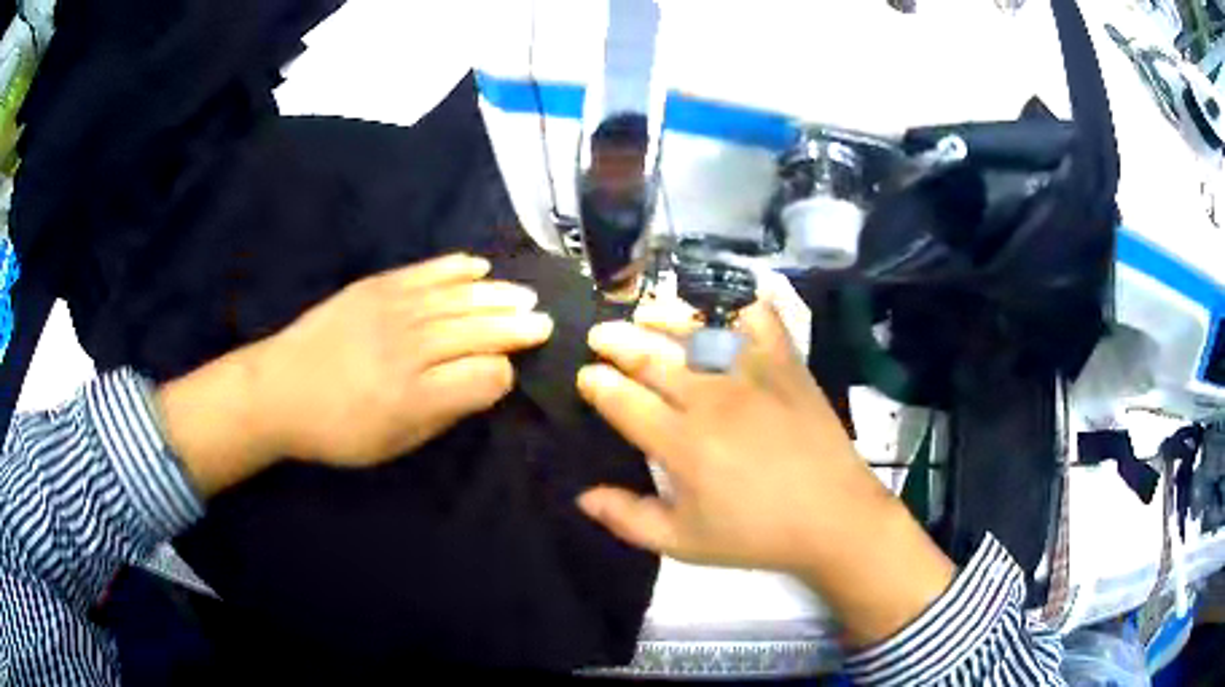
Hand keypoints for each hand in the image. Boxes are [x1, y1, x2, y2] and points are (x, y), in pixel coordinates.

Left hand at [159, 254, 552, 495]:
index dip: (504, 374)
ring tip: (525, 296)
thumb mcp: (392, 444)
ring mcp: (391, 310)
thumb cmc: (336, 431)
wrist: (277, 390)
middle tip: (545, 322)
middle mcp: (409, 348)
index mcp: (415, 395)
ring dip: (497, 296)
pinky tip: (478, 266)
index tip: (510, 374)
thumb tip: (483, 385)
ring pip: (458, 299)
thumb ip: (443, 413)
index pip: (482, 377)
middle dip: (516, 327)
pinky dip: (454, 268)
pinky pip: (424, 273)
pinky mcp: (374, 287)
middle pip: (477, 331)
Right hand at [576, 297, 954, 646]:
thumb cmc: (756, 535)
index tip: (585, 376)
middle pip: (651, 357)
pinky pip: (760, 321)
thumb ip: (628, 519)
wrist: (834, 518)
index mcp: (681, 443)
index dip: (597, 384)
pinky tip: (725, 305)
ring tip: (645, 311)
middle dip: (616, 342)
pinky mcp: (787, 365)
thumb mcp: (683, 543)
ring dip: (663, 317)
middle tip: (599, 336)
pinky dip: (740, 306)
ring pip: (696, 331)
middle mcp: (710, 398)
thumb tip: (582, 496)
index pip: (623, 400)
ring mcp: (752, 374)